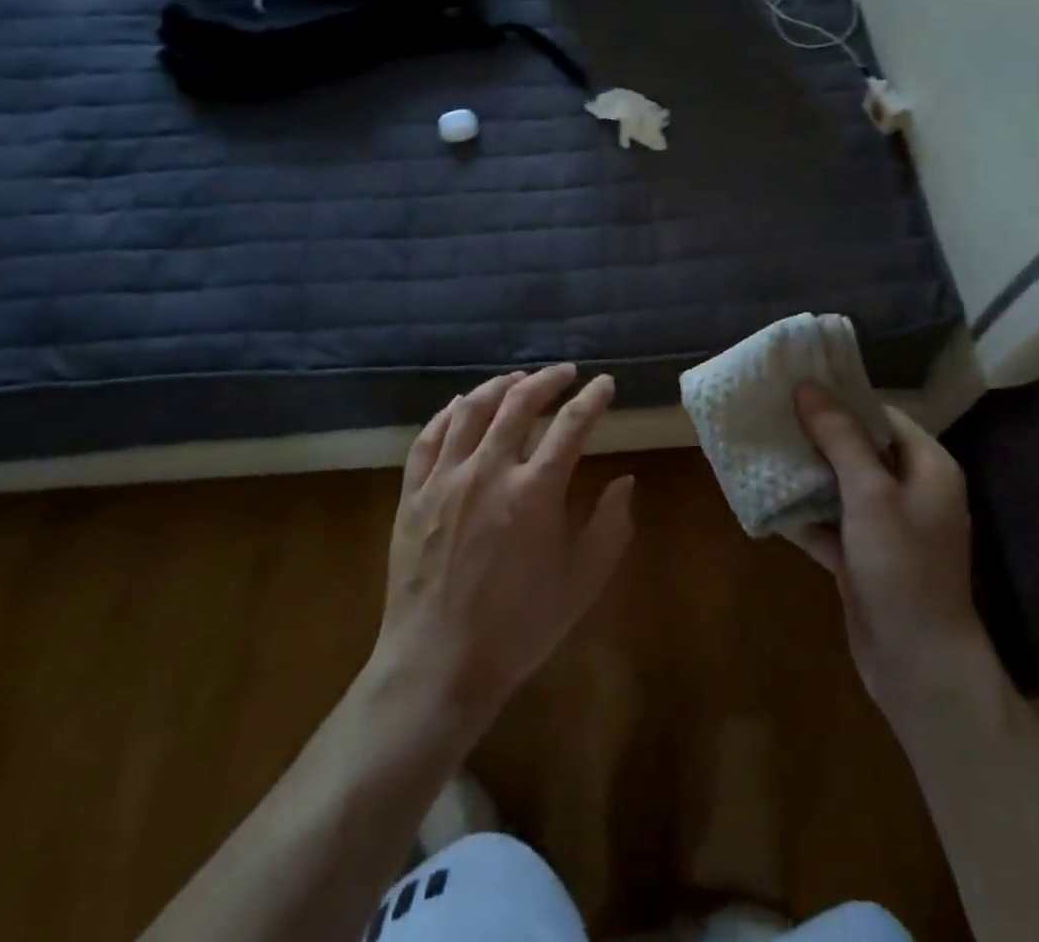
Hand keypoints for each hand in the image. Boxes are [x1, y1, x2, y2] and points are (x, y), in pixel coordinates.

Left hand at [371, 365, 633, 739]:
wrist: (438, 666)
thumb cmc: (518, 627)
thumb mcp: (581, 583)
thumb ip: (610, 527)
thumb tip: (625, 481)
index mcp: (535, 491)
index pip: (572, 424)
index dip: (593, 398)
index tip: (605, 383)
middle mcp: (489, 470)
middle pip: (519, 403)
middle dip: (547, 379)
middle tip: (564, 372)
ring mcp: (445, 479)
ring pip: (471, 410)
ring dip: (498, 386)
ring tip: (516, 379)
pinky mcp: (413, 495)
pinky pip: (428, 438)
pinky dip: (448, 414)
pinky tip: (459, 406)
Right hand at [791, 383, 989, 724]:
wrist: (919, 668)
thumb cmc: (903, 568)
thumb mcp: (870, 494)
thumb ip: (840, 437)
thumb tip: (808, 386)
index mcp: (927, 466)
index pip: (880, 415)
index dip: (840, 398)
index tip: (796, 384)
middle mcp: (910, 490)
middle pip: (857, 447)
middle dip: (814, 434)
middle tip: (769, 412)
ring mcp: (885, 526)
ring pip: (839, 485)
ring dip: (804, 472)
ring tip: (760, 446)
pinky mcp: (862, 555)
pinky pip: (829, 521)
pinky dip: (802, 512)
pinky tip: (764, 497)